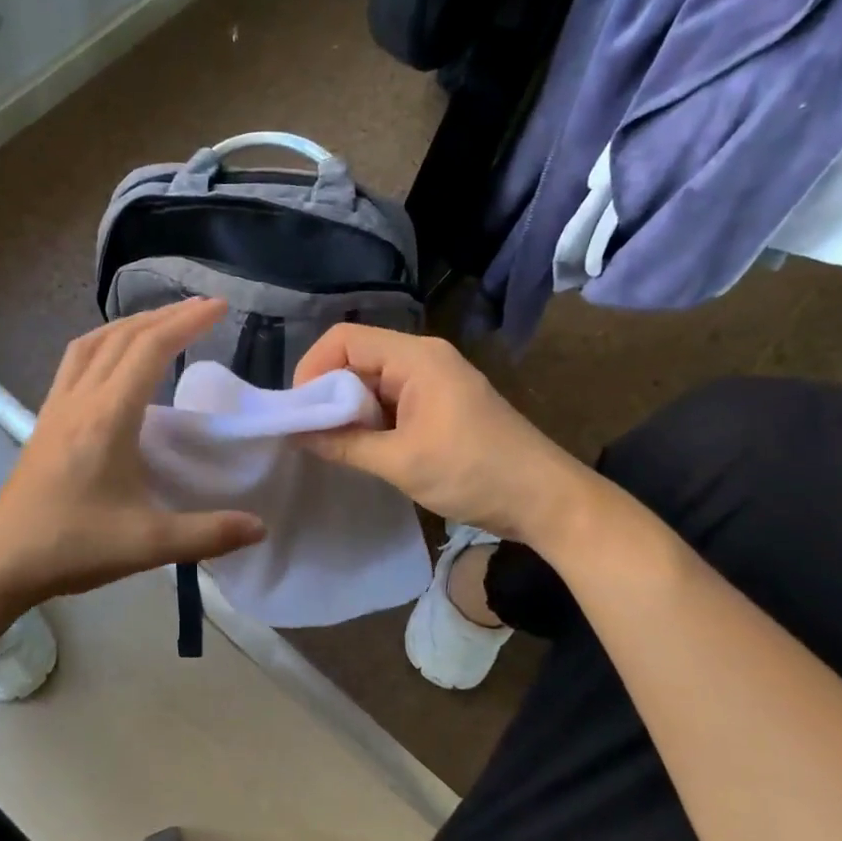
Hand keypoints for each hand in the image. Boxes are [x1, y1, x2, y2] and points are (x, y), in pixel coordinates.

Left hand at [0, 299, 266, 608]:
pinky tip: (114, 360)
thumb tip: (260, 527)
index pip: (150, 350)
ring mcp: (58, 406)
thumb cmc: (73, 545)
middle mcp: (81, 399)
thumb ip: (207, 534)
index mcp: (108, 417)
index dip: (187, 322)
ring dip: (130, 324)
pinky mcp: (46, 419)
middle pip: (123, 336)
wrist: (2, 559)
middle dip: (165, 315)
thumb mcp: (147, 544)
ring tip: (161, 322)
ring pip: (93, 342)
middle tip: (202, 308)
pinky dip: (103, 343)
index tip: (219, 307)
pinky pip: (76, 361)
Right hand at [293, 325, 596, 547]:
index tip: (300, 411)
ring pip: (372, 381)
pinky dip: (371, 420)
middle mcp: (423, 358)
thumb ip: (344, 444)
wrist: (546, 500)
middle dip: (328, 393)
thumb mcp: (401, 462)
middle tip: (312, 434)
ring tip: (334, 445)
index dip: (313, 368)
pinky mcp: (441, 403)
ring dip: (350, 410)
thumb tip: (295, 434)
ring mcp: (434, 380)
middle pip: (356, 358)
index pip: (344, 339)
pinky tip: (363, 448)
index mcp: (416, 358)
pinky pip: (391, 400)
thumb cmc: (474, 473)